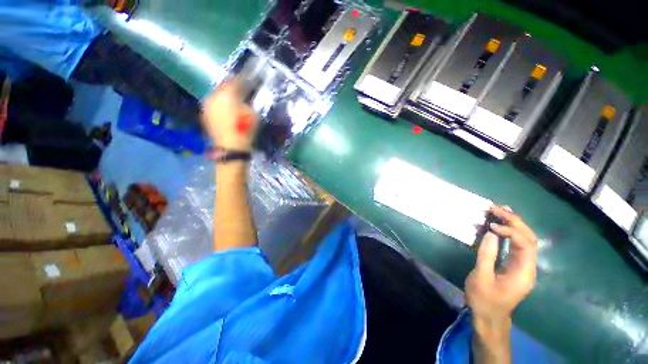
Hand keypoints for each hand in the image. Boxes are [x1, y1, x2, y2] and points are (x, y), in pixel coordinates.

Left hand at [202, 80, 257, 150]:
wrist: (230, 147)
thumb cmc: (244, 130)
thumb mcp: (252, 114)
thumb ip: (248, 101)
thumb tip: (246, 95)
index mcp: (226, 94)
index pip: (235, 80)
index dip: (243, 78)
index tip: (250, 78)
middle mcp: (213, 96)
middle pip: (223, 86)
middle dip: (233, 86)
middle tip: (242, 89)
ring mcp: (207, 105)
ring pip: (217, 95)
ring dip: (225, 95)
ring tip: (234, 99)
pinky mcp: (205, 114)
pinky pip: (214, 104)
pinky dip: (220, 104)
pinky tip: (227, 109)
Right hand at [466, 205, 537, 333]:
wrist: (489, 317)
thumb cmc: (484, 299)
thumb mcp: (481, 277)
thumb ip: (487, 254)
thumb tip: (490, 232)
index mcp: (523, 272)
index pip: (525, 244)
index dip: (510, 230)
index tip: (491, 224)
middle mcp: (528, 267)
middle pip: (529, 238)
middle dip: (515, 221)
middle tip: (497, 208)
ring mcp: (523, 266)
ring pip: (525, 240)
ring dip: (514, 224)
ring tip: (500, 210)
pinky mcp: (515, 265)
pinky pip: (517, 245)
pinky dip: (509, 232)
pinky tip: (501, 224)